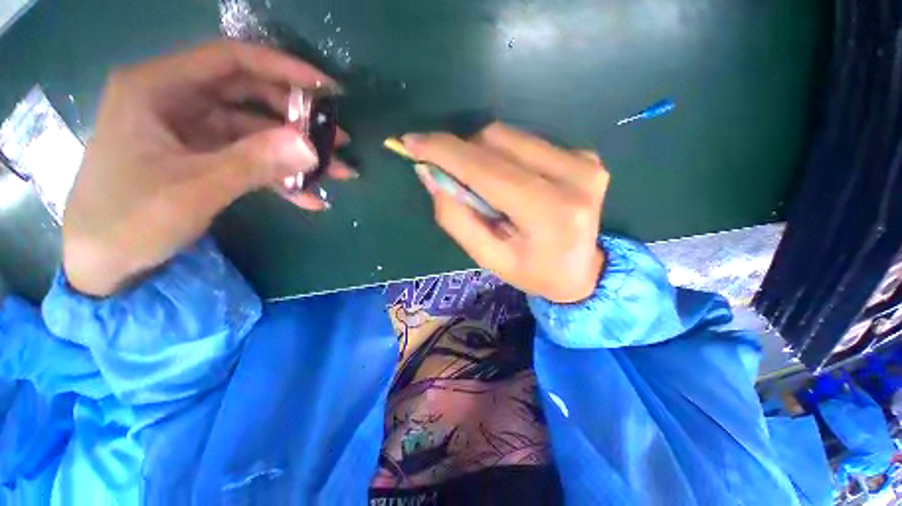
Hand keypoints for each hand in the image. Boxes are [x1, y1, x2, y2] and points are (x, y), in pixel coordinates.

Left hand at [63, 41, 354, 296]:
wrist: (103, 263)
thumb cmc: (129, 220)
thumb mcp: (194, 189)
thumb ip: (254, 163)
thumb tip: (312, 147)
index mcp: (159, 88)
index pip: (231, 61)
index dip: (283, 70)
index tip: (327, 91)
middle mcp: (177, 102)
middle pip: (250, 97)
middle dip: (299, 120)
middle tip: (338, 141)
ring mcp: (192, 133)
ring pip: (257, 133)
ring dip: (297, 154)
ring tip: (339, 172)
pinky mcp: (204, 160)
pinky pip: (251, 161)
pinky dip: (281, 178)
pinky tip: (310, 197)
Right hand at [403, 123, 607, 302]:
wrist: (584, 272)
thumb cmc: (533, 272)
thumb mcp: (489, 258)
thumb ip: (457, 218)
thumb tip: (430, 174)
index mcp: (548, 213)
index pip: (486, 169)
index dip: (445, 152)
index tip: (411, 143)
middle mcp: (573, 176)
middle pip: (497, 139)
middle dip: (463, 153)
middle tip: (453, 178)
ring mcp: (584, 161)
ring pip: (510, 135)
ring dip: (484, 154)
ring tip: (486, 187)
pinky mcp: (586, 155)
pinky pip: (527, 141)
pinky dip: (506, 156)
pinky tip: (511, 182)